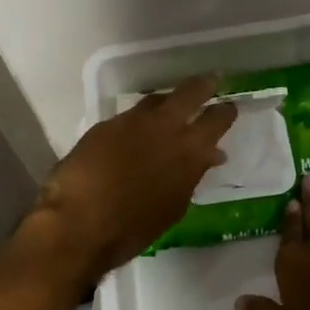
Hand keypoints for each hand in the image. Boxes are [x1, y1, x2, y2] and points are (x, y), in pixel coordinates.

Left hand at [38, 74, 237, 276]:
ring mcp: (133, 121)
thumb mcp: (174, 205)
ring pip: (157, 99)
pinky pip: (130, 115)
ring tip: (171, 107)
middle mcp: (165, 126)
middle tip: (210, 82)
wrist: (79, 223)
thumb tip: (210, 156)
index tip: (229, 107)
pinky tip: (136, 131)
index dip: (226, 112)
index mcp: (190, 150)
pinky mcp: (106, 124)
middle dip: (204, 85)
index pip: (217, 119)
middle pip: (190, 92)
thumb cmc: (133, 227)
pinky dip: (139, 120)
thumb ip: (193, 175)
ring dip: (168, 102)